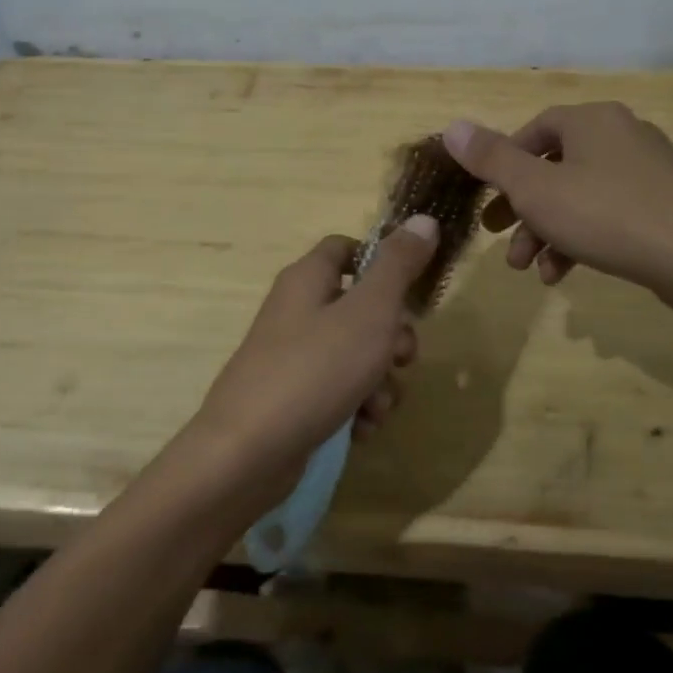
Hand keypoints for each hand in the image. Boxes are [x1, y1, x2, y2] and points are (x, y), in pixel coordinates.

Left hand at [185, 216, 439, 504]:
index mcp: (307, 279)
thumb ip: (398, 266)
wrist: (248, 453)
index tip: (409, 291)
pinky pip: (338, 392)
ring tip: (376, 407)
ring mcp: (293, 358)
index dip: (381, 263)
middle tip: (401, 359)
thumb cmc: (315, 370)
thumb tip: (424, 219)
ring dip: (379, 382)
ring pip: (356, 356)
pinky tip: (358, 430)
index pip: (346, 248)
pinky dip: (355, 408)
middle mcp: (297, 312)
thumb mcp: (369, 312)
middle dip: (392, 337)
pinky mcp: (294, 399)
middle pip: (360, 307)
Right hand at [442, 105, 672, 313]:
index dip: (504, 162)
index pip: (534, 130)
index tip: (488, 197)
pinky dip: (581, 239)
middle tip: (499, 238)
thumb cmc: (608, 216)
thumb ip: (492, 159)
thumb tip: (452, 127)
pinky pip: (609, 214)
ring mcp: (648, 170)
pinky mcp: (665, 204)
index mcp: (592, 121)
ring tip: (530, 270)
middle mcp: (622, 134)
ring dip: (547, 231)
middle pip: (554, 167)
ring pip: (579, 196)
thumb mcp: (536, 190)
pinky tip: (564, 274)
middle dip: (522, 207)